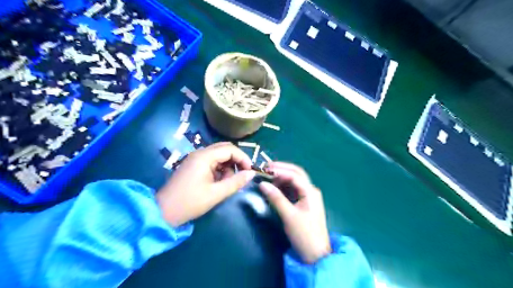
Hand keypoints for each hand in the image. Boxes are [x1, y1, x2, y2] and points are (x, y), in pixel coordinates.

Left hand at [155, 142, 252, 226]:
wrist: (163, 212)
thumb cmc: (190, 202)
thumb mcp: (216, 194)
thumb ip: (236, 182)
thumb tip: (252, 173)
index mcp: (204, 157)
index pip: (230, 149)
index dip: (243, 158)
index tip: (250, 171)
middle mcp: (200, 153)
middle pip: (225, 148)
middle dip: (236, 160)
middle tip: (242, 174)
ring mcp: (195, 158)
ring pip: (219, 155)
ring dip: (228, 165)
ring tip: (227, 182)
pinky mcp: (193, 165)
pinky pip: (212, 161)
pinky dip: (219, 169)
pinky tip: (218, 182)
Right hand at [258, 162, 330, 263]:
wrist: (316, 255)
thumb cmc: (304, 234)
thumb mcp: (288, 216)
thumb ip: (276, 198)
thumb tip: (262, 184)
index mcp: (310, 192)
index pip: (294, 175)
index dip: (280, 170)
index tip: (265, 170)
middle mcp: (310, 190)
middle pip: (296, 174)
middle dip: (282, 169)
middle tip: (266, 168)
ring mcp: (308, 196)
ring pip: (294, 181)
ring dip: (282, 177)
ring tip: (268, 176)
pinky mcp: (303, 203)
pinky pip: (293, 189)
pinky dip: (283, 186)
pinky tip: (274, 186)